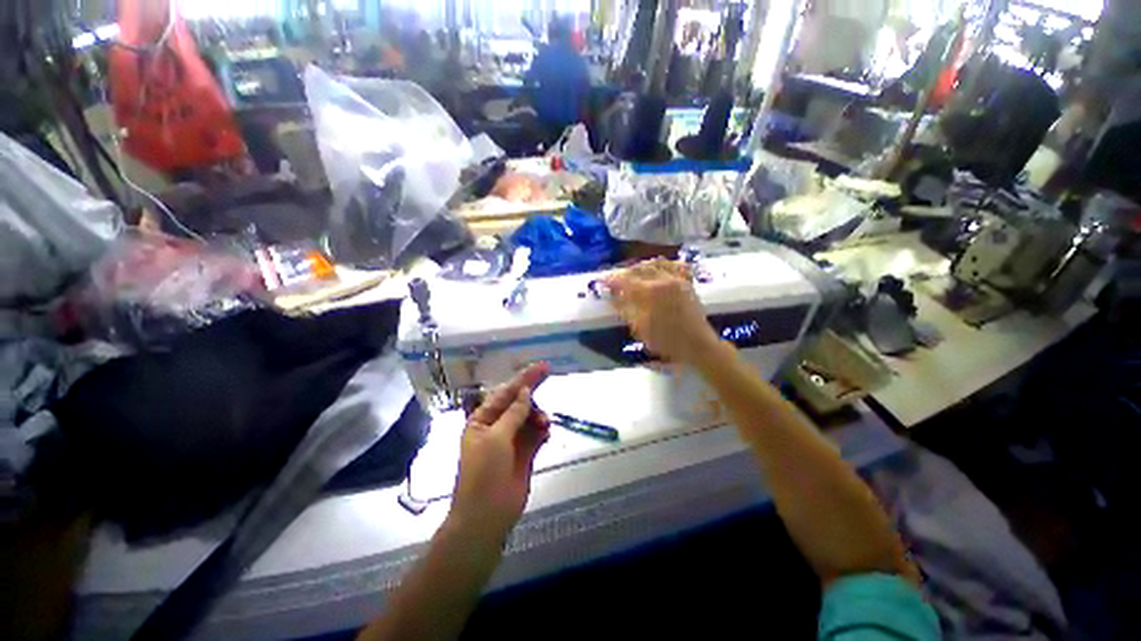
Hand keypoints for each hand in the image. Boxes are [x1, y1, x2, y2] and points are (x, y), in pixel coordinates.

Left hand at [450, 363, 551, 544]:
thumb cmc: (483, 473)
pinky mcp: (525, 453)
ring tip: (544, 423)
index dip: (523, 378)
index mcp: (483, 419)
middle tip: (548, 374)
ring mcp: (512, 440)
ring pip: (530, 417)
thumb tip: (525, 391)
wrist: (486, 516)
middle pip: (519, 402)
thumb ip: (513, 414)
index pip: (505, 392)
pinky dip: (542, 430)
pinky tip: (546, 433)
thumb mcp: (496, 438)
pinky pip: (537, 434)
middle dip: (532, 392)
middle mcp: (497, 426)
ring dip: (538, 415)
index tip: (541, 366)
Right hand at [603, 259, 719, 366]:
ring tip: (631, 274)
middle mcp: (663, 279)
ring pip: (654, 264)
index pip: (625, 281)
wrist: (698, 345)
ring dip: (639, 267)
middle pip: (638, 269)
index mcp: (650, 292)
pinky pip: (672, 265)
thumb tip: (612, 297)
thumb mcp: (640, 328)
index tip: (602, 281)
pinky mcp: (686, 282)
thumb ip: (625, 309)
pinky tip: (654, 269)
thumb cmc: (666, 341)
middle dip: (624, 272)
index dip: (612, 280)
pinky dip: (660, 264)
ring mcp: (677, 278)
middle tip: (615, 279)